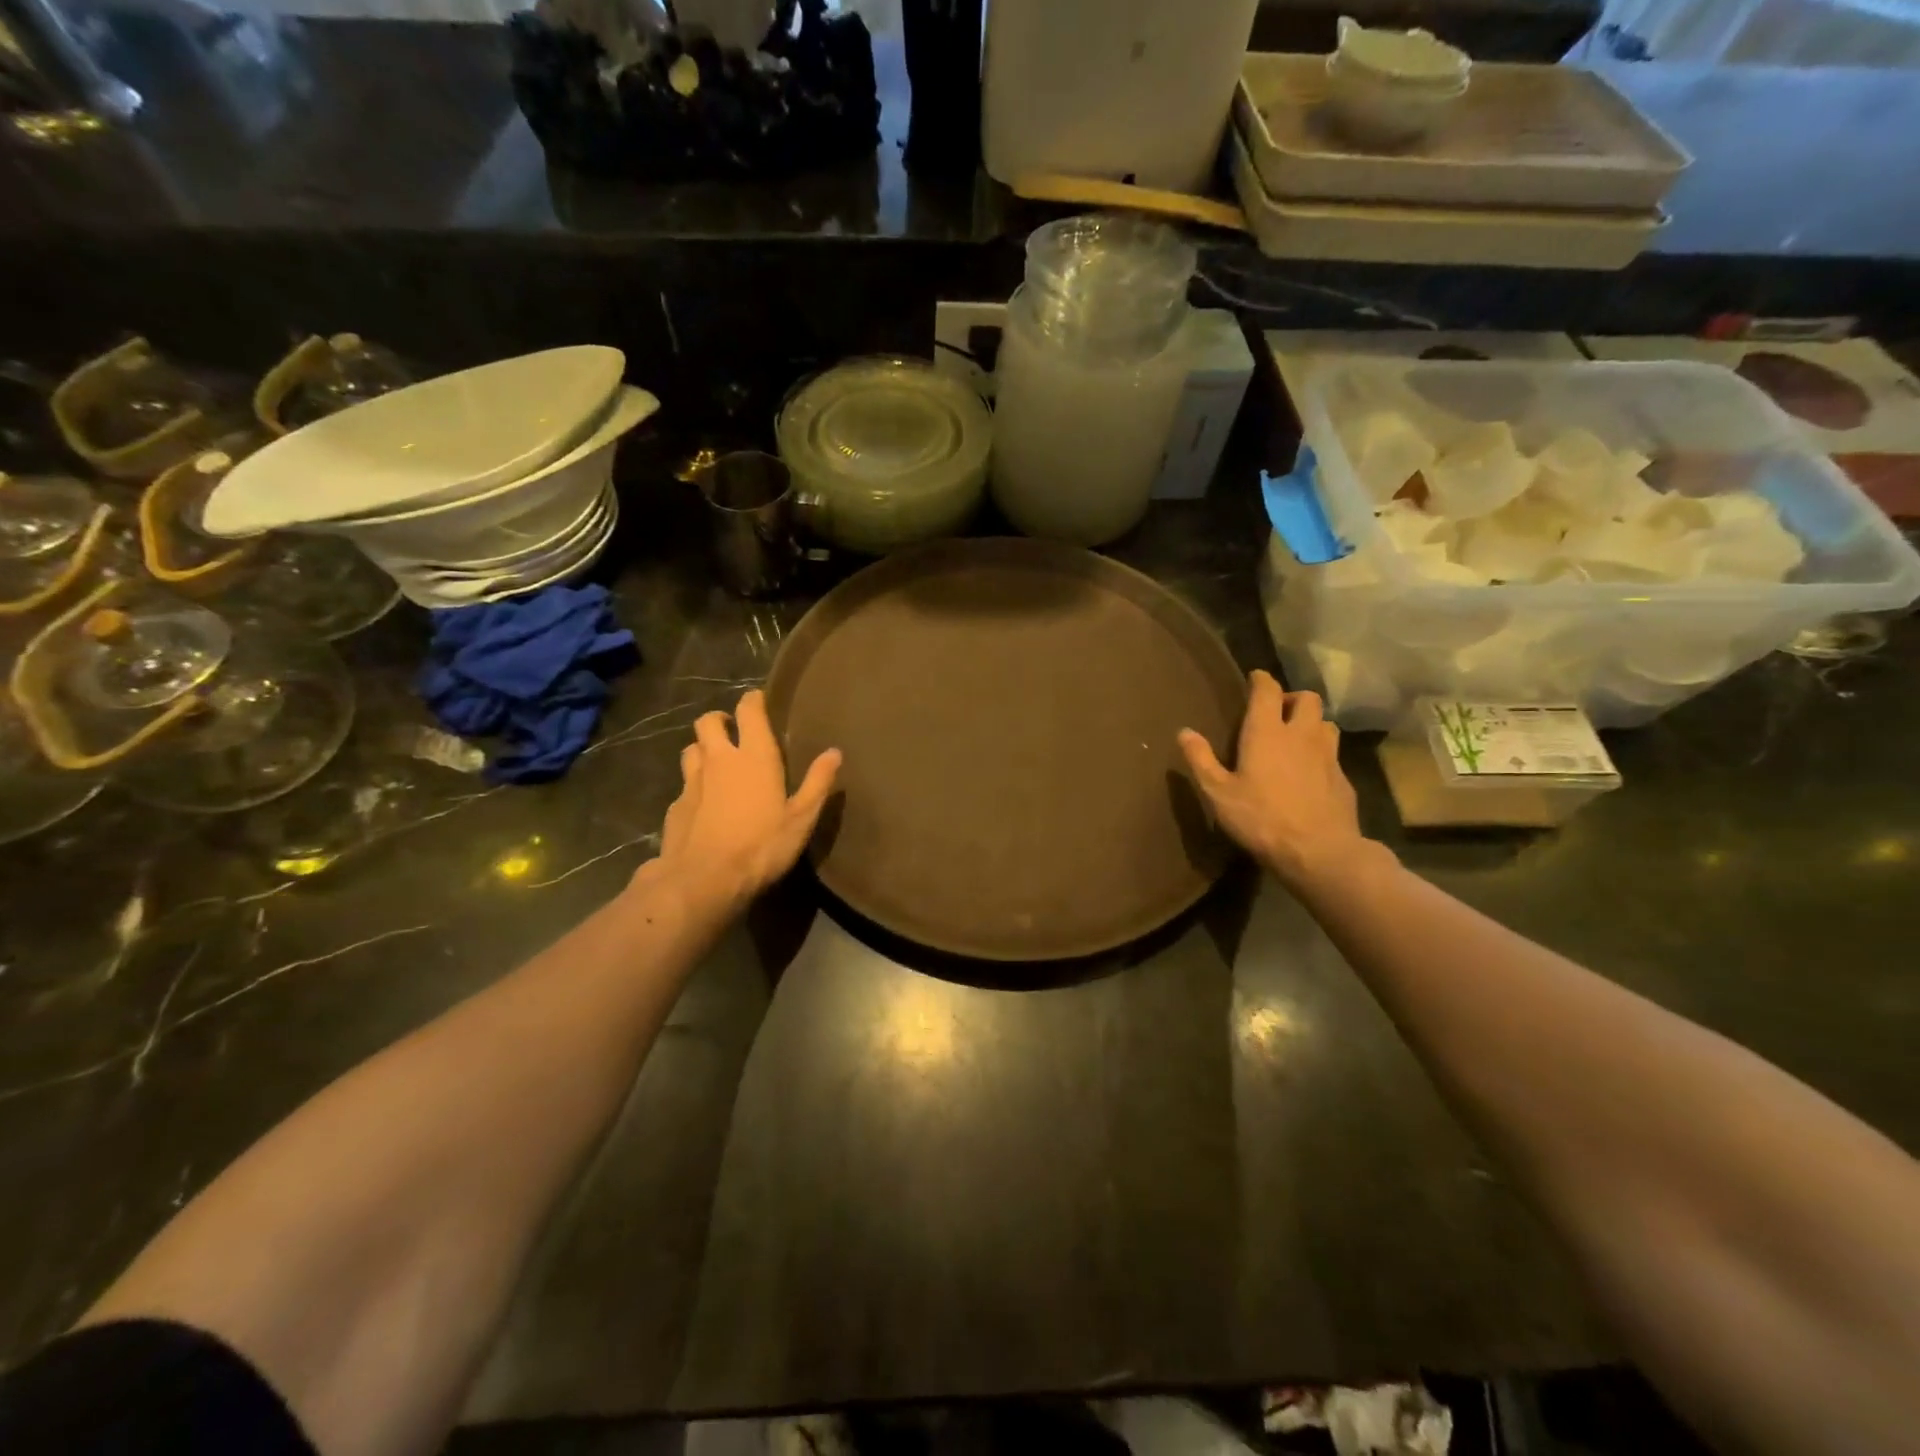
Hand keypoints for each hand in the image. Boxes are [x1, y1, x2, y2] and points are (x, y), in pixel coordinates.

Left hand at [645, 689, 840, 914]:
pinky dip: (694, 786)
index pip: (748, 711)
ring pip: (691, 749)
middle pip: (708, 722)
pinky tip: (703, 803)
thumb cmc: (761, 846)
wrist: (703, 880)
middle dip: (720, 719)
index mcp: (753, 756)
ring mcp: (692, 782)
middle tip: (732, 730)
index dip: (752, 701)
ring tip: (716, 763)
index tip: (758, 700)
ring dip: (703, 749)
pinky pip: (684, 785)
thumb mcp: (801, 818)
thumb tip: (834, 752)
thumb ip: (818, 783)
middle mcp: (719, 760)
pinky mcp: (675, 806)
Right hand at [1178, 671, 1371, 890]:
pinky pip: (1333, 754)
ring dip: (1311, 723)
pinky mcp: (1344, 778)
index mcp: (1267, 732)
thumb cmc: (1261, 818)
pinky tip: (1310, 773)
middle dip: (1292, 698)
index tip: (1254, 678)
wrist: (1319, 851)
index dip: (1261, 680)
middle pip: (1307, 698)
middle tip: (1277, 712)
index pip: (1268, 690)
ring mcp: (1328, 755)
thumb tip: (1184, 731)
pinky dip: (1321, 753)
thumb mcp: (1218, 793)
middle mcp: (1301, 734)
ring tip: (1296, 738)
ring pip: (1325, 723)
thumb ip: (1201, 760)